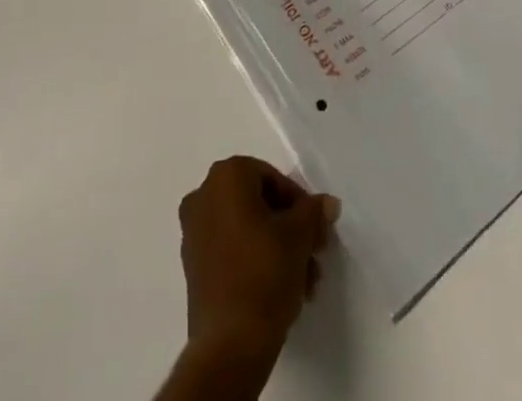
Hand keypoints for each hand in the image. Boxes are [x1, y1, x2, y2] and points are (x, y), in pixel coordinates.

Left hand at [177, 156, 337, 361]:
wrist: (229, 345)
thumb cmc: (264, 272)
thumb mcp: (300, 235)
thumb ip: (314, 212)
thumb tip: (327, 203)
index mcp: (226, 176)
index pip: (272, 178)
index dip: (299, 203)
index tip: (316, 229)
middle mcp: (204, 196)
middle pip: (259, 204)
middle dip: (290, 229)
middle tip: (313, 254)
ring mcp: (194, 233)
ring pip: (247, 230)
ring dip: (278, 249)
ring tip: (304, 282)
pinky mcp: (193, 268)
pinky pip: (232, 252)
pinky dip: (256, 262)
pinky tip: (282, 290)